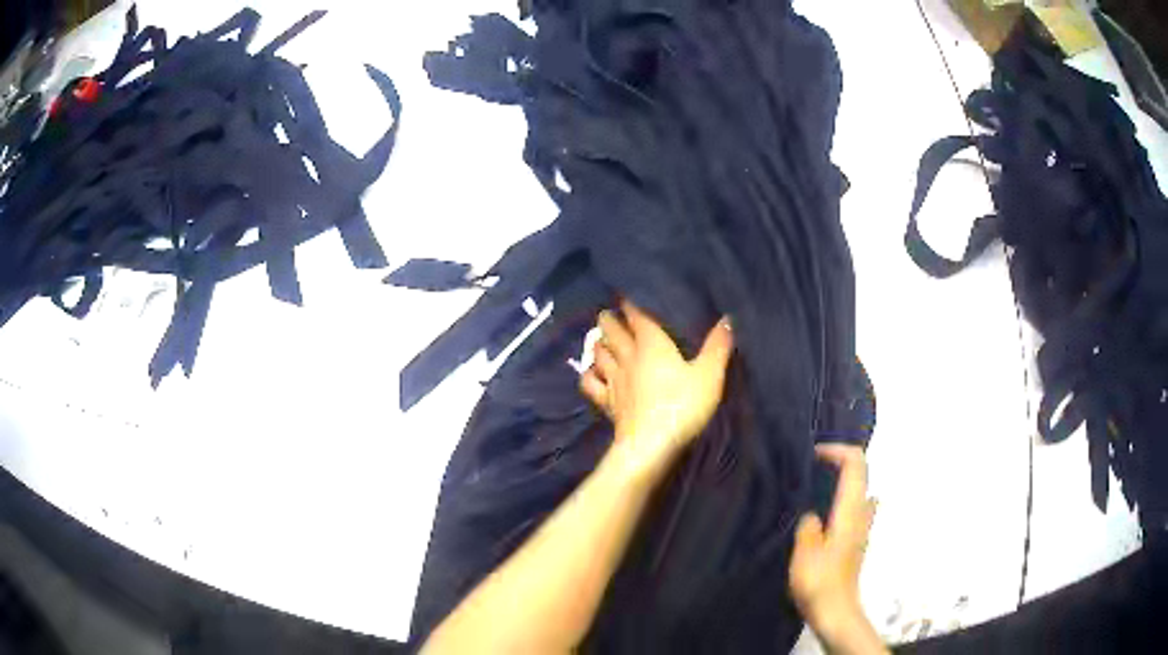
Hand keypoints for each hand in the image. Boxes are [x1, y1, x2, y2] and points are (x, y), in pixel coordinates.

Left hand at [579, 300, 733, 477]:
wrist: (651, 445)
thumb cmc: (683, 406)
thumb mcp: (709, 375)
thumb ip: (718, 346)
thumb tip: (727, 317)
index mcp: (652, 344)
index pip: (637, 316)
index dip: (631, 304)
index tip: (626, 296)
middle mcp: (628, 356)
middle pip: (611, 330)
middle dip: (609, 319)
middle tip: (609, 314)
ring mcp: (614, 380)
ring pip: (598, 353)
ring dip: (598, 343)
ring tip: (600, 338)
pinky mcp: (606, 403)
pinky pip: (589, 383)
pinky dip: (588, 374)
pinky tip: (592, 373)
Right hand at [790, 445, 877, 646]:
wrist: (836, 613)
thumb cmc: (820, 583)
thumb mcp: (804, 553)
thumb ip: (808, 526)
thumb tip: (812, 515)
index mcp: (850, 511)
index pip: (856, 464)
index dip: (837, 450)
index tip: (813, 454)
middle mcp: (861, 514)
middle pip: (860, 473)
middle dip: (838, 461)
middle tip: (809, 467)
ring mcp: (862, 528)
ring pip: (858, 490)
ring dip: (840, 480)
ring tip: (812, 487)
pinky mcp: (856, 541)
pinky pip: (853, 508)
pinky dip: (840, 500)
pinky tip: (821, 515)